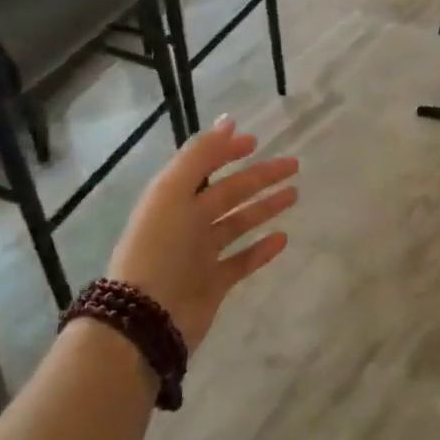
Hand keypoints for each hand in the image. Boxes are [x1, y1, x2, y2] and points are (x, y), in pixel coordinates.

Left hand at [107, 117, 298, 352]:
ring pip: (239, 223)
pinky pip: (242, 261)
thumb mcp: (173, 191)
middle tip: (293, 165)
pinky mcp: (214, 283)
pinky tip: (283, 238)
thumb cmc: (158, 248)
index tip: (256, 141)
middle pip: (229, 193)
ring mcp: (201, 254)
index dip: (227, 151)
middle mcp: (187, 222)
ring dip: (264, 207)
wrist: (145, 317)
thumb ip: (200, 155)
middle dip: (259, 177)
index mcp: (174, 198)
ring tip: (294, 195)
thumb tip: (229, 121)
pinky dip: (261, 249)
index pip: (204, 166)